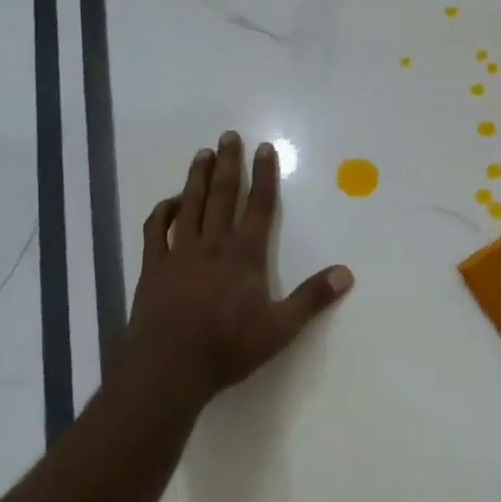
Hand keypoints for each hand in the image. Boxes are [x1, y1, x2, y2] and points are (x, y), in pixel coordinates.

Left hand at [124, 131, 353, 411]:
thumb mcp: (281, 328)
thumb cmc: (229, 347)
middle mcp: (213, 244)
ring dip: (196, 177)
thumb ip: (312, 298)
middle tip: (229, 136)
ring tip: (202, 153)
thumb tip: (347, 273)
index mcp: (245, 255)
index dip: (263, 176)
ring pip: (190, 205)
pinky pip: (157, 230)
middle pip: (222, 195)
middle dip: (228, 164)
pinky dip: (163, 211)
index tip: (264, 148)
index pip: (259, 206)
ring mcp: (180, 252)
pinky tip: (170, 203)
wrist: (170, 366)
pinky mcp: (154, 266)